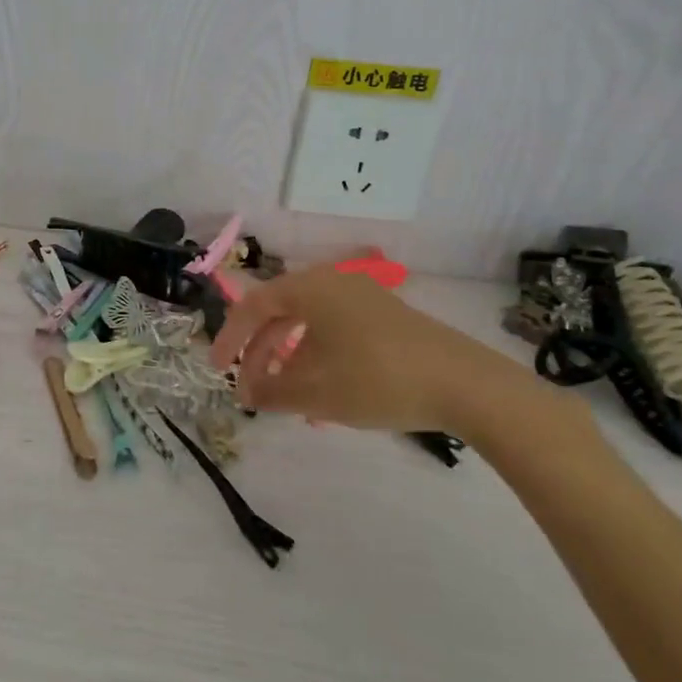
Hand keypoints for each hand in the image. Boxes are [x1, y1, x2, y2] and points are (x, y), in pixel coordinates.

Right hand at [210, 264, 527, 437]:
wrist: (463, 384)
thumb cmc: (377, 380)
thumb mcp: (316, 393)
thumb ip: (272, 392)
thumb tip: (248, 394)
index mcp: (310, 289)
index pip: (253, 305)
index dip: (230, 337)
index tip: (217, 370)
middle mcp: (332, 283)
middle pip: (280, 313)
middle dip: (260, 353)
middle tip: (250, 391)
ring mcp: (362, 297)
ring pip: (308, 324)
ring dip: (288, 359)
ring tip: (284, 398)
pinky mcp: (384, 316)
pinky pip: (334, 329)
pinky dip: (317, 356)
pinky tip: (323, 392)